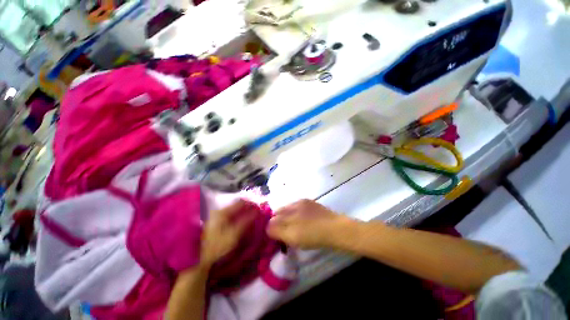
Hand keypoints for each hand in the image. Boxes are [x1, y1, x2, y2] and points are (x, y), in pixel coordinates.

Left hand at [200, 200, 257, 267]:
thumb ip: (246, 222)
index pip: (240, 202)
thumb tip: (257, 212)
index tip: (259, 207)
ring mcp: (216, 217)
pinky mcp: (216, 223)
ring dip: (243, 212)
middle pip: (237, 205)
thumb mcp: (234, 235)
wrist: (201, 260)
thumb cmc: (218, 246)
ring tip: (252, 216)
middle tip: (257, 212)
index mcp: (222, 212)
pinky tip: (243, 221)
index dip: (250, 203)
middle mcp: (219, 212)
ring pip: (234, 210)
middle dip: (247, 208)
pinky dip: (238, 216)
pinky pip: (231, 215)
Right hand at [266, 199, 351, 249]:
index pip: (273, 217)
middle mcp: (293, 203)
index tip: (274, 235)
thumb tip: (267, 227)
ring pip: (288, 208)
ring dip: (287, 216)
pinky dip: (295, 213)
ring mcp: (303, 201)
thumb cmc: (313, 236)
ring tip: (293, 226)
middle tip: (283, 232)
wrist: (336, 229)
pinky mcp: (310, 203)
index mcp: (288, 211)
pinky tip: (302, 220)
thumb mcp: (292, 237)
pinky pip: (297, 206)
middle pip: (280, 211)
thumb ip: (277, 231)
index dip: (271, 226)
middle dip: (278, 221)